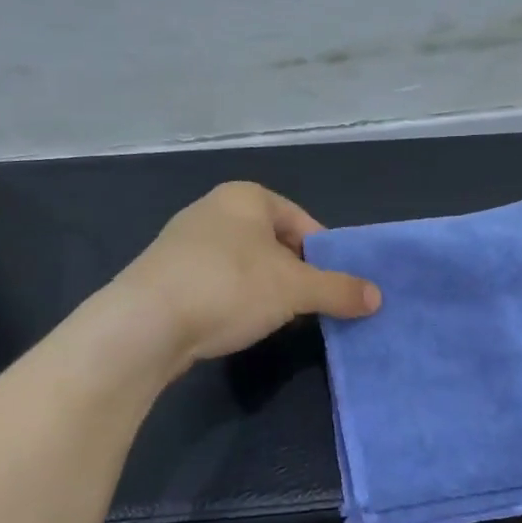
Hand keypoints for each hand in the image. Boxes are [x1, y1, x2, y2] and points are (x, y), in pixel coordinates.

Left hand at [111, 182, 379, 370]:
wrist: (143, 324)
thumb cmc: (229, 287)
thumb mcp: (295, 289)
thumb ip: (339, 289)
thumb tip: (378, 298)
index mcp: (246, 197)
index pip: (302, 222)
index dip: (325, 255)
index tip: (335, 287)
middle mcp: (213, 210)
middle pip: (274, 243)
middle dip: (296, 274)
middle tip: (310, 306)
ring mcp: (184, 242)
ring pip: (245, 265)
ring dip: (265, 290)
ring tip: (276, 319)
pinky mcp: (166, 275)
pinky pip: (216, 283)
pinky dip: (233, 301)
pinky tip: (236, 325)